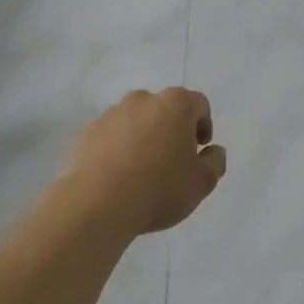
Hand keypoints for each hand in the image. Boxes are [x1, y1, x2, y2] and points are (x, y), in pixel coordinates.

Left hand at [60, 88, 226, 236]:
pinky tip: (118, 173)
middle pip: (165, 108)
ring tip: (142, 168)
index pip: (199, 104)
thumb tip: (212, 151)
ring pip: (136, 119)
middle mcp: (143, 99)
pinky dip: (118, 146)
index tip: (199, 150)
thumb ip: (215, 162)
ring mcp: (112, 113)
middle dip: (172, 129)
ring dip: (143, 135)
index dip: (203, 126)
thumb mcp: (202, 182)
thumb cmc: (160, 188)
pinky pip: (111, 134)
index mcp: (176, 104)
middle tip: (172, 159)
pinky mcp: (88, 131)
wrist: (99, 204)